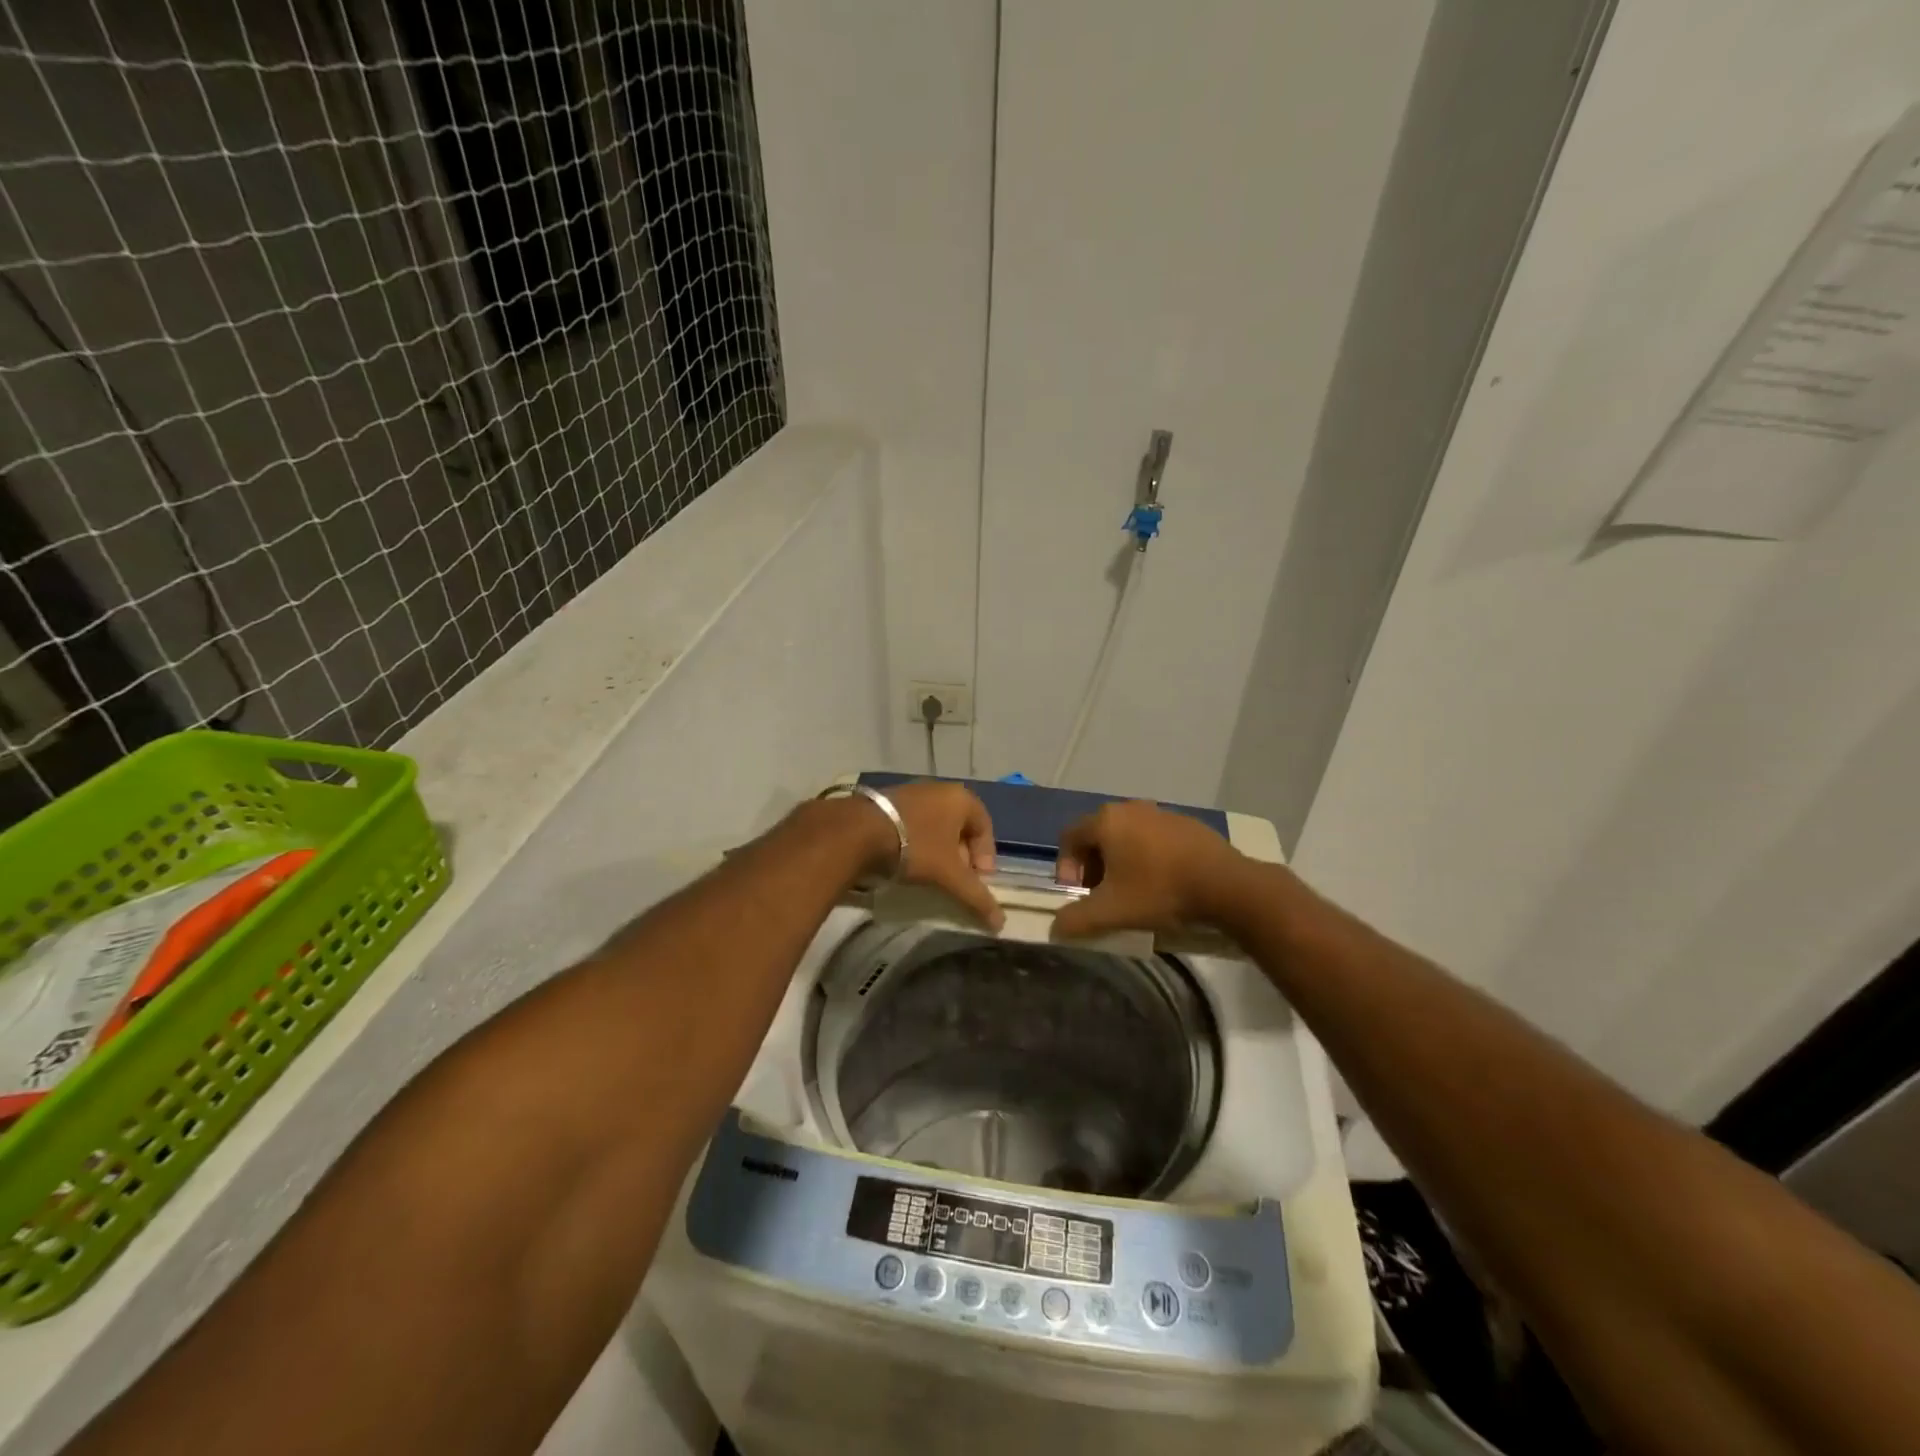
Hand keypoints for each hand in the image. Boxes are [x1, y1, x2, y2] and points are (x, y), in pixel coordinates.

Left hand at [856, 781, 1003, 929]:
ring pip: (936, 825)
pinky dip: (918, 842)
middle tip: (956, 879)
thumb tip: (1001, 923)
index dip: (986, 856)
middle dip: (962, 855)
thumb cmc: (917, 846)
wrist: (860, 831)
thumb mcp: (950, 875)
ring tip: (931, 874)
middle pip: (960, 826)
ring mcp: (912, 792)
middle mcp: (939, 789)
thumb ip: (976, 897)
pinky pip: (914, 823)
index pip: (985, 827)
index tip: (978, 880)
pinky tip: (907, 862)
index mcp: (961, 798)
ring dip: (939, 850)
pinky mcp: (888, 801)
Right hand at [1053, 801, 1243, 938]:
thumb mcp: (1111, 911)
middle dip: (1093, 866)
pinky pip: (1154, 838)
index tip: (1078, 894)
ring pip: (1126, 835)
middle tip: (1101, 895)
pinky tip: (1162, 882)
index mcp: (1106, 820)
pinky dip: (1147, 856)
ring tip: (1132, 892)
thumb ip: (1076, 920)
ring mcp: (1161, 812)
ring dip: (1120, 861)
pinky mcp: (1186, 824)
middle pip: (1097, 835)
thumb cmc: (1159, 891)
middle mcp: (1130, 808)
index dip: (1066, 868)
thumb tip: (1055, 927)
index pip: (1069, 837)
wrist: (1226, 885)